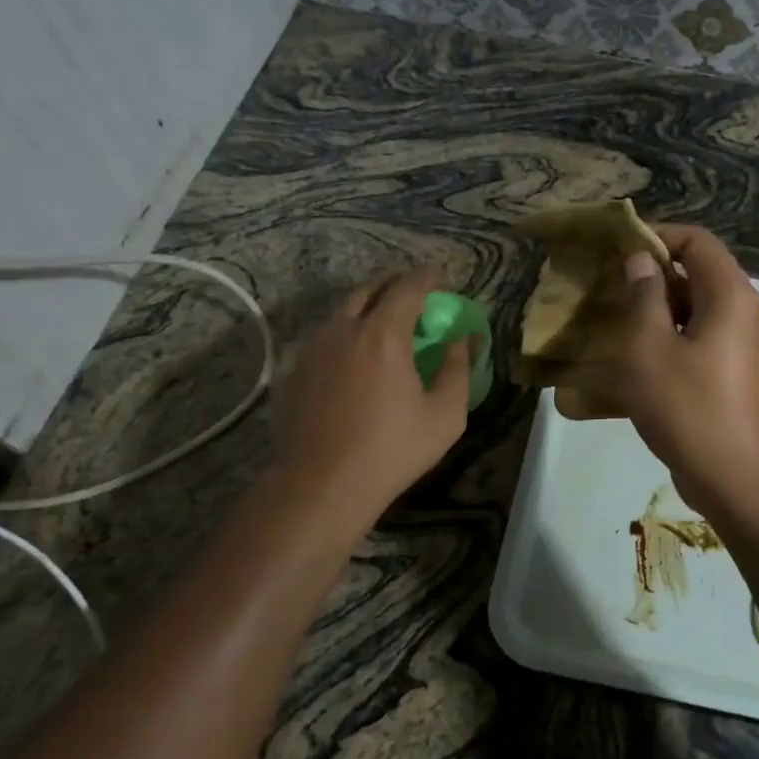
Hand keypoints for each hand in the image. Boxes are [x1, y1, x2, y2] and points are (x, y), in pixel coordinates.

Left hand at [270, 270, 474, 525]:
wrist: (321, 485)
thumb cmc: (392, 450)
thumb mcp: (444, 415)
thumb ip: (458, 369)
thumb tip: (464, 339)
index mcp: (383, 335)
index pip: (408, 288)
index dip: (427, 277)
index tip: (441, 273)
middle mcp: (343, 331)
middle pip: (368, 289)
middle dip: (393, 282)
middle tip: (412, 289)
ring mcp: (312, 350)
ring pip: (340, 312)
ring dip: (366, 305)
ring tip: (382, 317)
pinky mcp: (294, 373)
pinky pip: (323, 338)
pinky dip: (344, 333)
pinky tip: (352, 355)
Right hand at [567, 225, 758, 512]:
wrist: (735, 478)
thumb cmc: (689, 406)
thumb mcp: (650, 348)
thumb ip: (643, 297)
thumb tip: (641, 262)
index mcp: (728, 294)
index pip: (695, 240)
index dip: (655, 236)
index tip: (615, 249)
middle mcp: (739, 312)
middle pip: (693, 274)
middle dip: (647, 277)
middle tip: (603, 286)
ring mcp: (735, 345)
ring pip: (689, 311)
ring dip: (650, 313)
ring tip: (606, 321)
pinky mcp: (726, 374)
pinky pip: (691, 342)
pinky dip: (661, 342)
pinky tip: (624, 362)